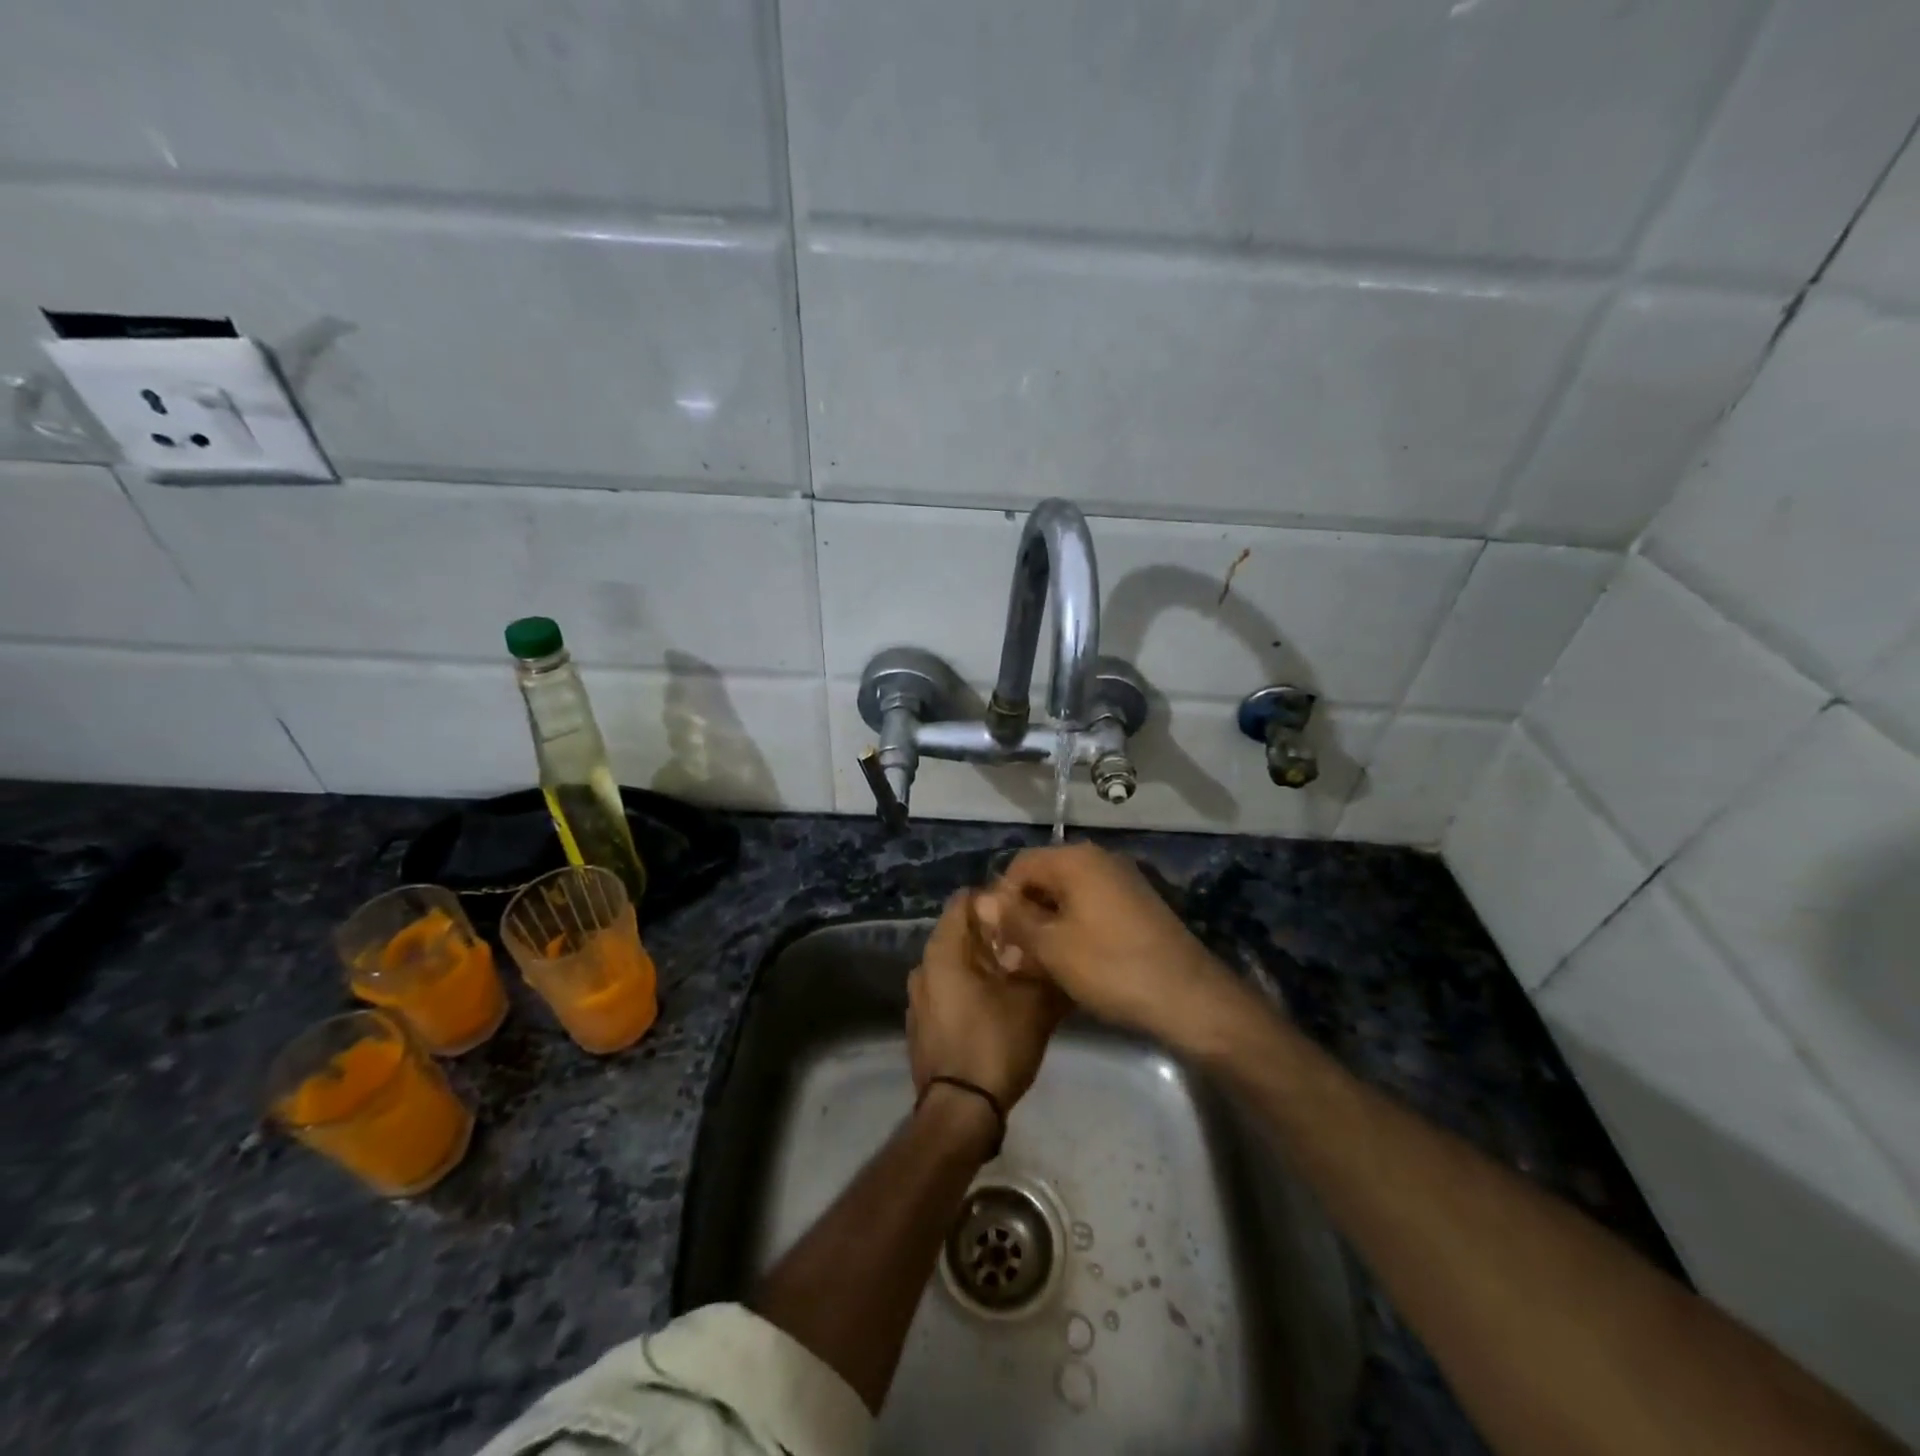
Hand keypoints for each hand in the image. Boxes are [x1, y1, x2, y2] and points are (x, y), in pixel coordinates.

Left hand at [907, 891, 1067, 1109]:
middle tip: (1027, 945)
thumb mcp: (1034, 1004)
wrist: (959, 1112)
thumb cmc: (994, 1045)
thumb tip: (1059, 950)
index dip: (994, 899)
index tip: (1022, 910)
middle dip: (992, 936)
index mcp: (942, 951)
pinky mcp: (920, 1025)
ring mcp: (917, 998)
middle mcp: (922, 967)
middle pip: (959, 934)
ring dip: (981, 966)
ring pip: (953, 965)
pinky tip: (994, 1007)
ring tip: (1016, 977)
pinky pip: (945, 992)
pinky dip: (967, 990)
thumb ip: (1045, 968)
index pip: (963, 900)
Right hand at [973, 843, 1247, 1048]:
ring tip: (1037, 965)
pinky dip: (1074, 930)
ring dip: (1047, 927)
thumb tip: (982, 900)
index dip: (1001, 900)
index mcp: (1076, 859)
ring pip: (1068, 897)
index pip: (1020, 866)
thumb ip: (1014, 920)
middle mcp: (1100, 860)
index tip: (996, 939)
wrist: (1189, 997)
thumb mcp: (1052, 947)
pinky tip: (1070, 963)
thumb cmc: (1111, 967)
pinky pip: (1092, 909)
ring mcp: (1123, 883)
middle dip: (1024, 915)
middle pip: (1045, 879)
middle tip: (1013, 958)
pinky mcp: (1137, 907)